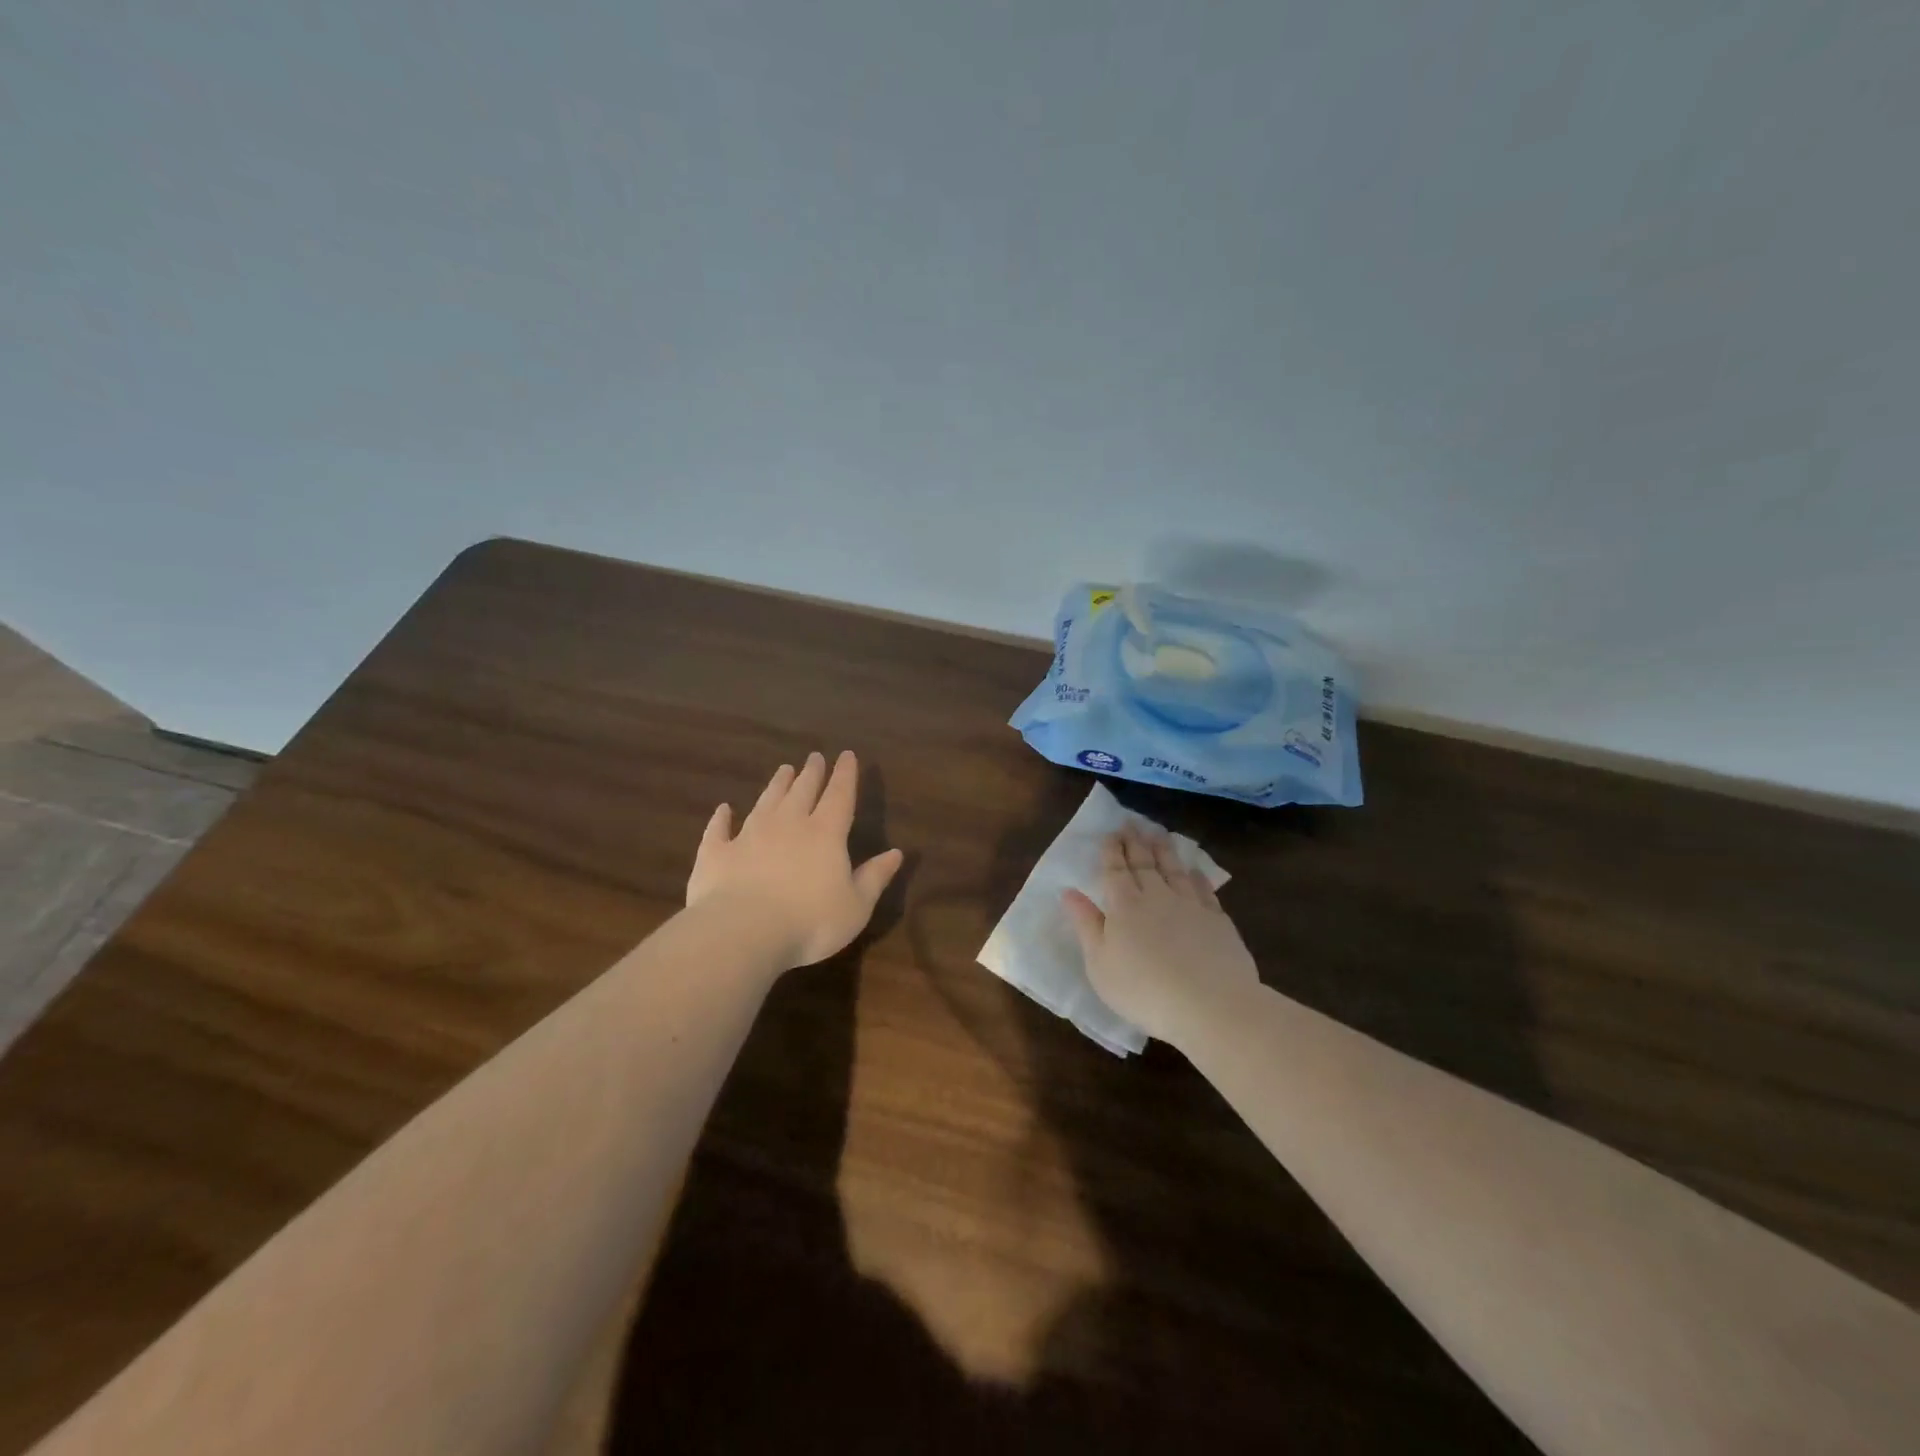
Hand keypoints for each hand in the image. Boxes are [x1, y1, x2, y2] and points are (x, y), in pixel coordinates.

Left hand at [687, 751, 904, 971]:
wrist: (742, 932)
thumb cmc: (810, 923)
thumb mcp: (856, 906)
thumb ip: (875, 877)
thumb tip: (897, 852)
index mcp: (825, 834)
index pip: (839, 795)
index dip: (845, 775)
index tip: (847, 755)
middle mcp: (788, 825)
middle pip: (802, 791)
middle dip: (811, 773)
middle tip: (814, 757)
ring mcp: (749, 836)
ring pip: (766, 801)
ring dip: (776, 785)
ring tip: (783, 769)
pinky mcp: (717, 854)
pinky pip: (719, 829)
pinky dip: (722, 817)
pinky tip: (724, 809)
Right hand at [1062, 823, 1257, 1047]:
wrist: (1210, 1004)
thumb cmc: (1143, 989)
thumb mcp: (1100, 963)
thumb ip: (1086, 924)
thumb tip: (1068, 891)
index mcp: (1124, 905)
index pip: (1115, 869)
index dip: (1111, 850)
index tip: (1110, 832)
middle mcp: (1156, 896)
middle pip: (1144, 863)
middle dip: (1135, 841)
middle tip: (1131, 823)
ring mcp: (1190, 905)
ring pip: (1174, 869)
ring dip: (1164, 849)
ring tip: (1158, 833)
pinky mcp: (1217, 920)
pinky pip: (1203, 889)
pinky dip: (1197, 876)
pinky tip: (1194, 869)